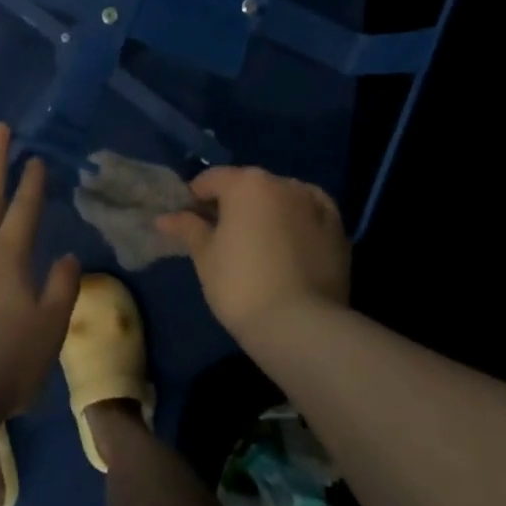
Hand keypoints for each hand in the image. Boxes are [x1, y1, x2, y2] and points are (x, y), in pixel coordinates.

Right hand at [157, 166, 348, 341]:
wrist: (300, 325)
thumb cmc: (240, 285)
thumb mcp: (205, 256)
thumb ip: (188, 229)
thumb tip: (166, 218)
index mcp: (247, 183)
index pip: (212, 180)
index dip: (195, 198)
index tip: (187, 222)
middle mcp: (284, 183)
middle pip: (249, 186)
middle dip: (233, 204)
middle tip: (220, 235)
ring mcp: (316, 205)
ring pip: (282, 199)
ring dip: (267, 212)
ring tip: (257, 243)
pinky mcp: (339, 230)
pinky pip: (309, 216)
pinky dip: (296, 223)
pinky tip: (288, 245)